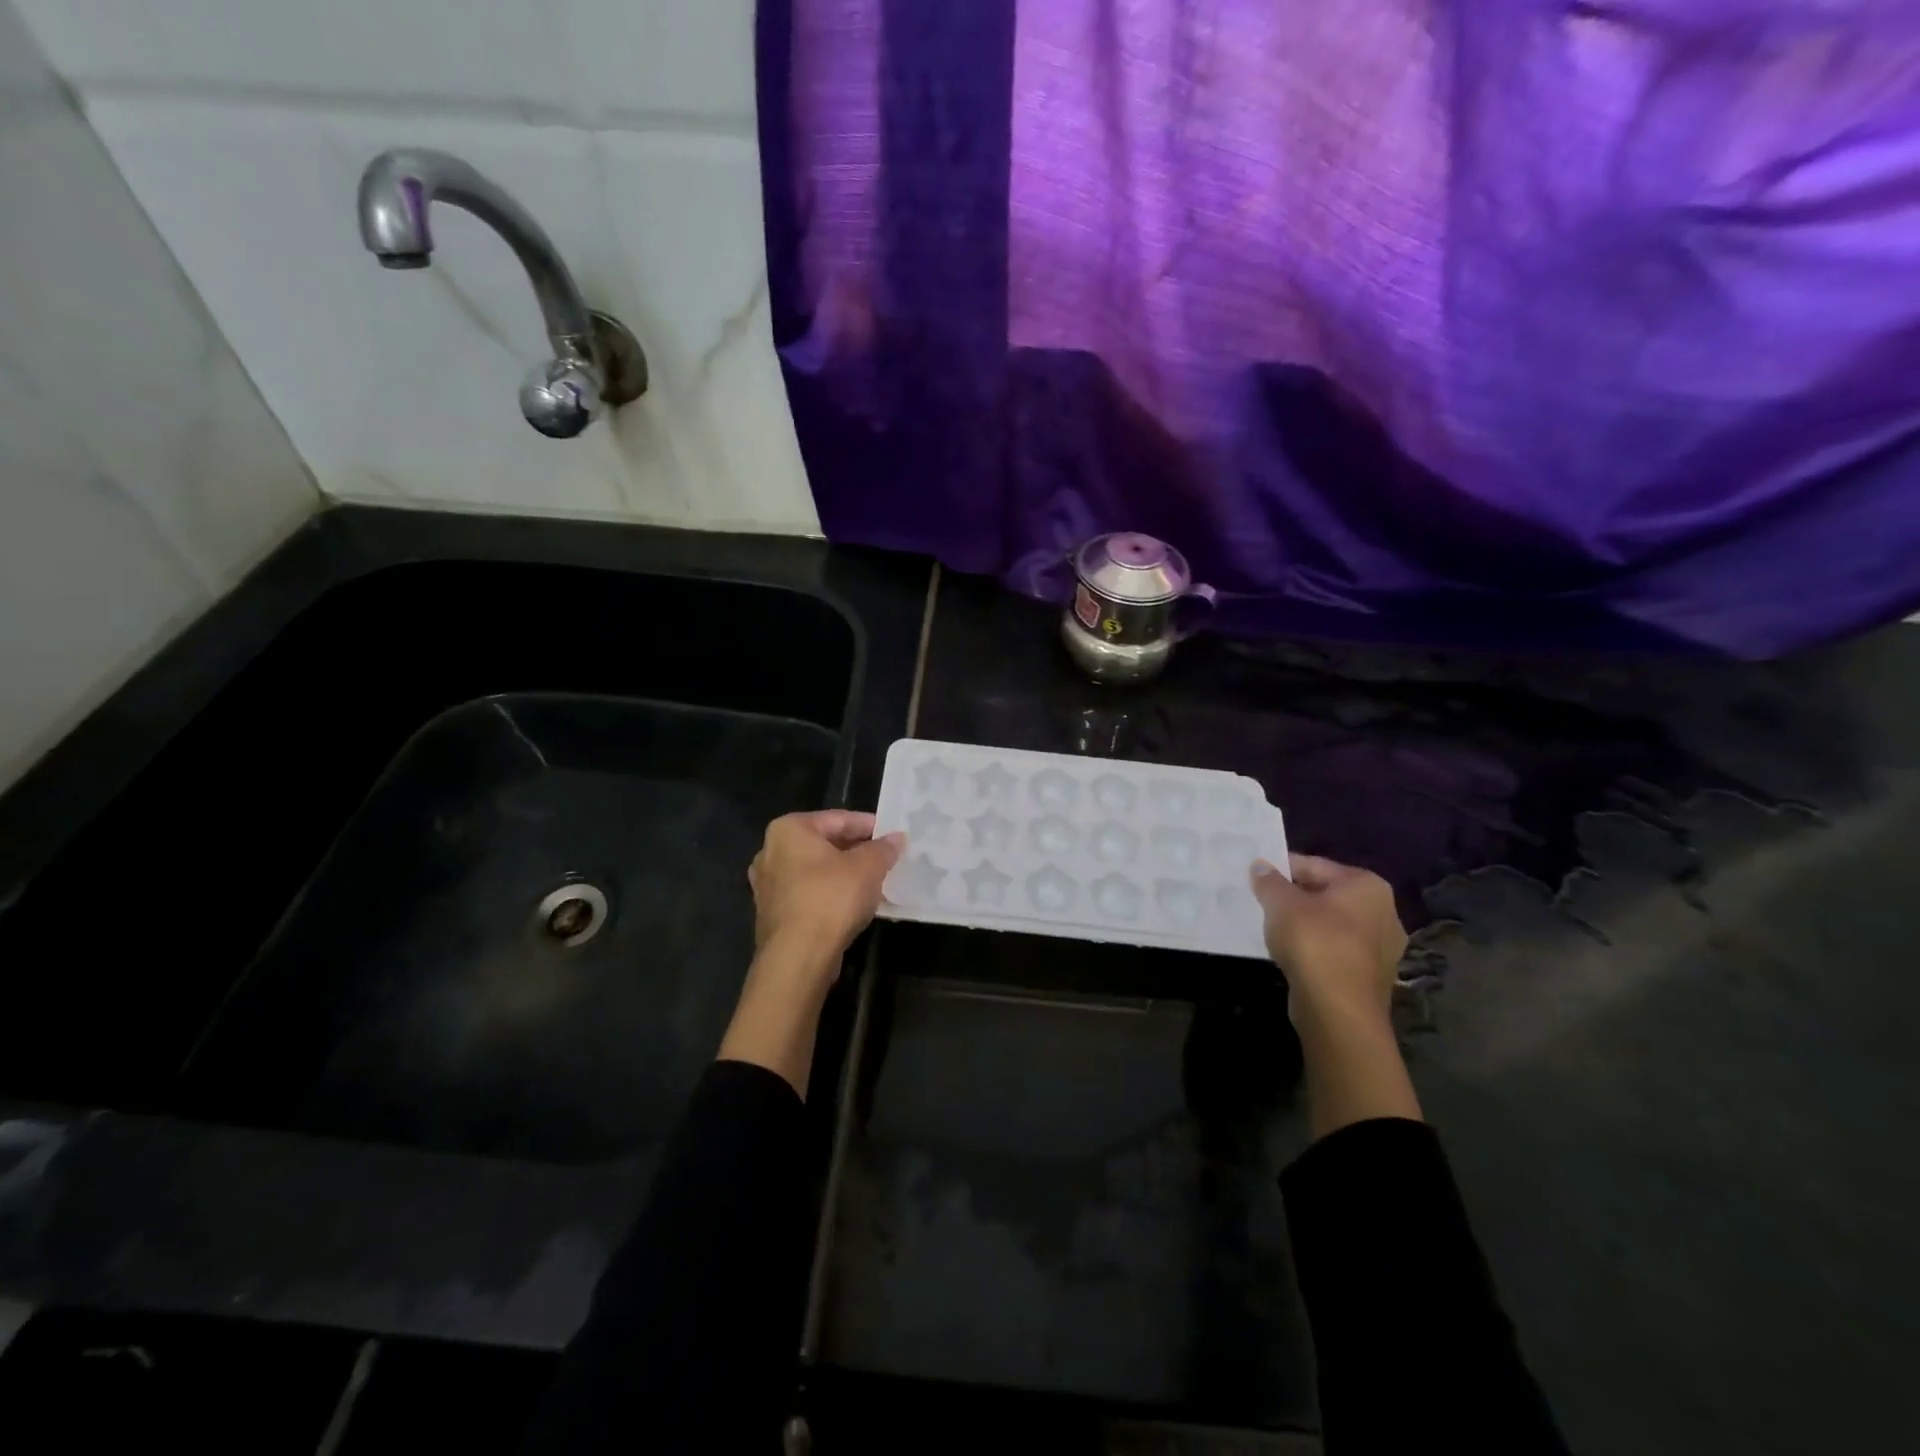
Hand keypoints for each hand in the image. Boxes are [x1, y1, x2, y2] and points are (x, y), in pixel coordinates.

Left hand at [747, 810, 904, 961]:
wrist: (798, 957)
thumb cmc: (831, 898)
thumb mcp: (868, 867)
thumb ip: (883, 849)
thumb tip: (896, 838)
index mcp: (789, 830)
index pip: (837, 819)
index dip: (868, 825)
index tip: (891, 834)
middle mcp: (770, 851)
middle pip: (823, 844)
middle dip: (855, 850)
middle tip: (884, 857)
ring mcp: (767, 885)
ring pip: (814, 870)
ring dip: (842, 874)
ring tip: (873, 881)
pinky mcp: (772, 914)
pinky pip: (807, 893)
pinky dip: (829, 894)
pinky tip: (852, 904)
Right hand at [1250, 854, 1406, 1035]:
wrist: (1338, 1011)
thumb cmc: (1314, 944)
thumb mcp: (1281, 904)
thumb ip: (1269, 881)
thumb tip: (1260, 866)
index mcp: (1367, 885)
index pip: (1314, 865)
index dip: (1280, 870)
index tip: (1255, 879)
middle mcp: (1384, 910)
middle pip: (1325, 894)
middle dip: (1293, 898)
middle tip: (1261, 903)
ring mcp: (1383, 946)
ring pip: (1331, 923)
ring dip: (1304, 924)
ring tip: (1273, 929)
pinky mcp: (1372, 974)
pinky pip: (1336, 949)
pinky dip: (1315, 948)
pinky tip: (1292, 954)